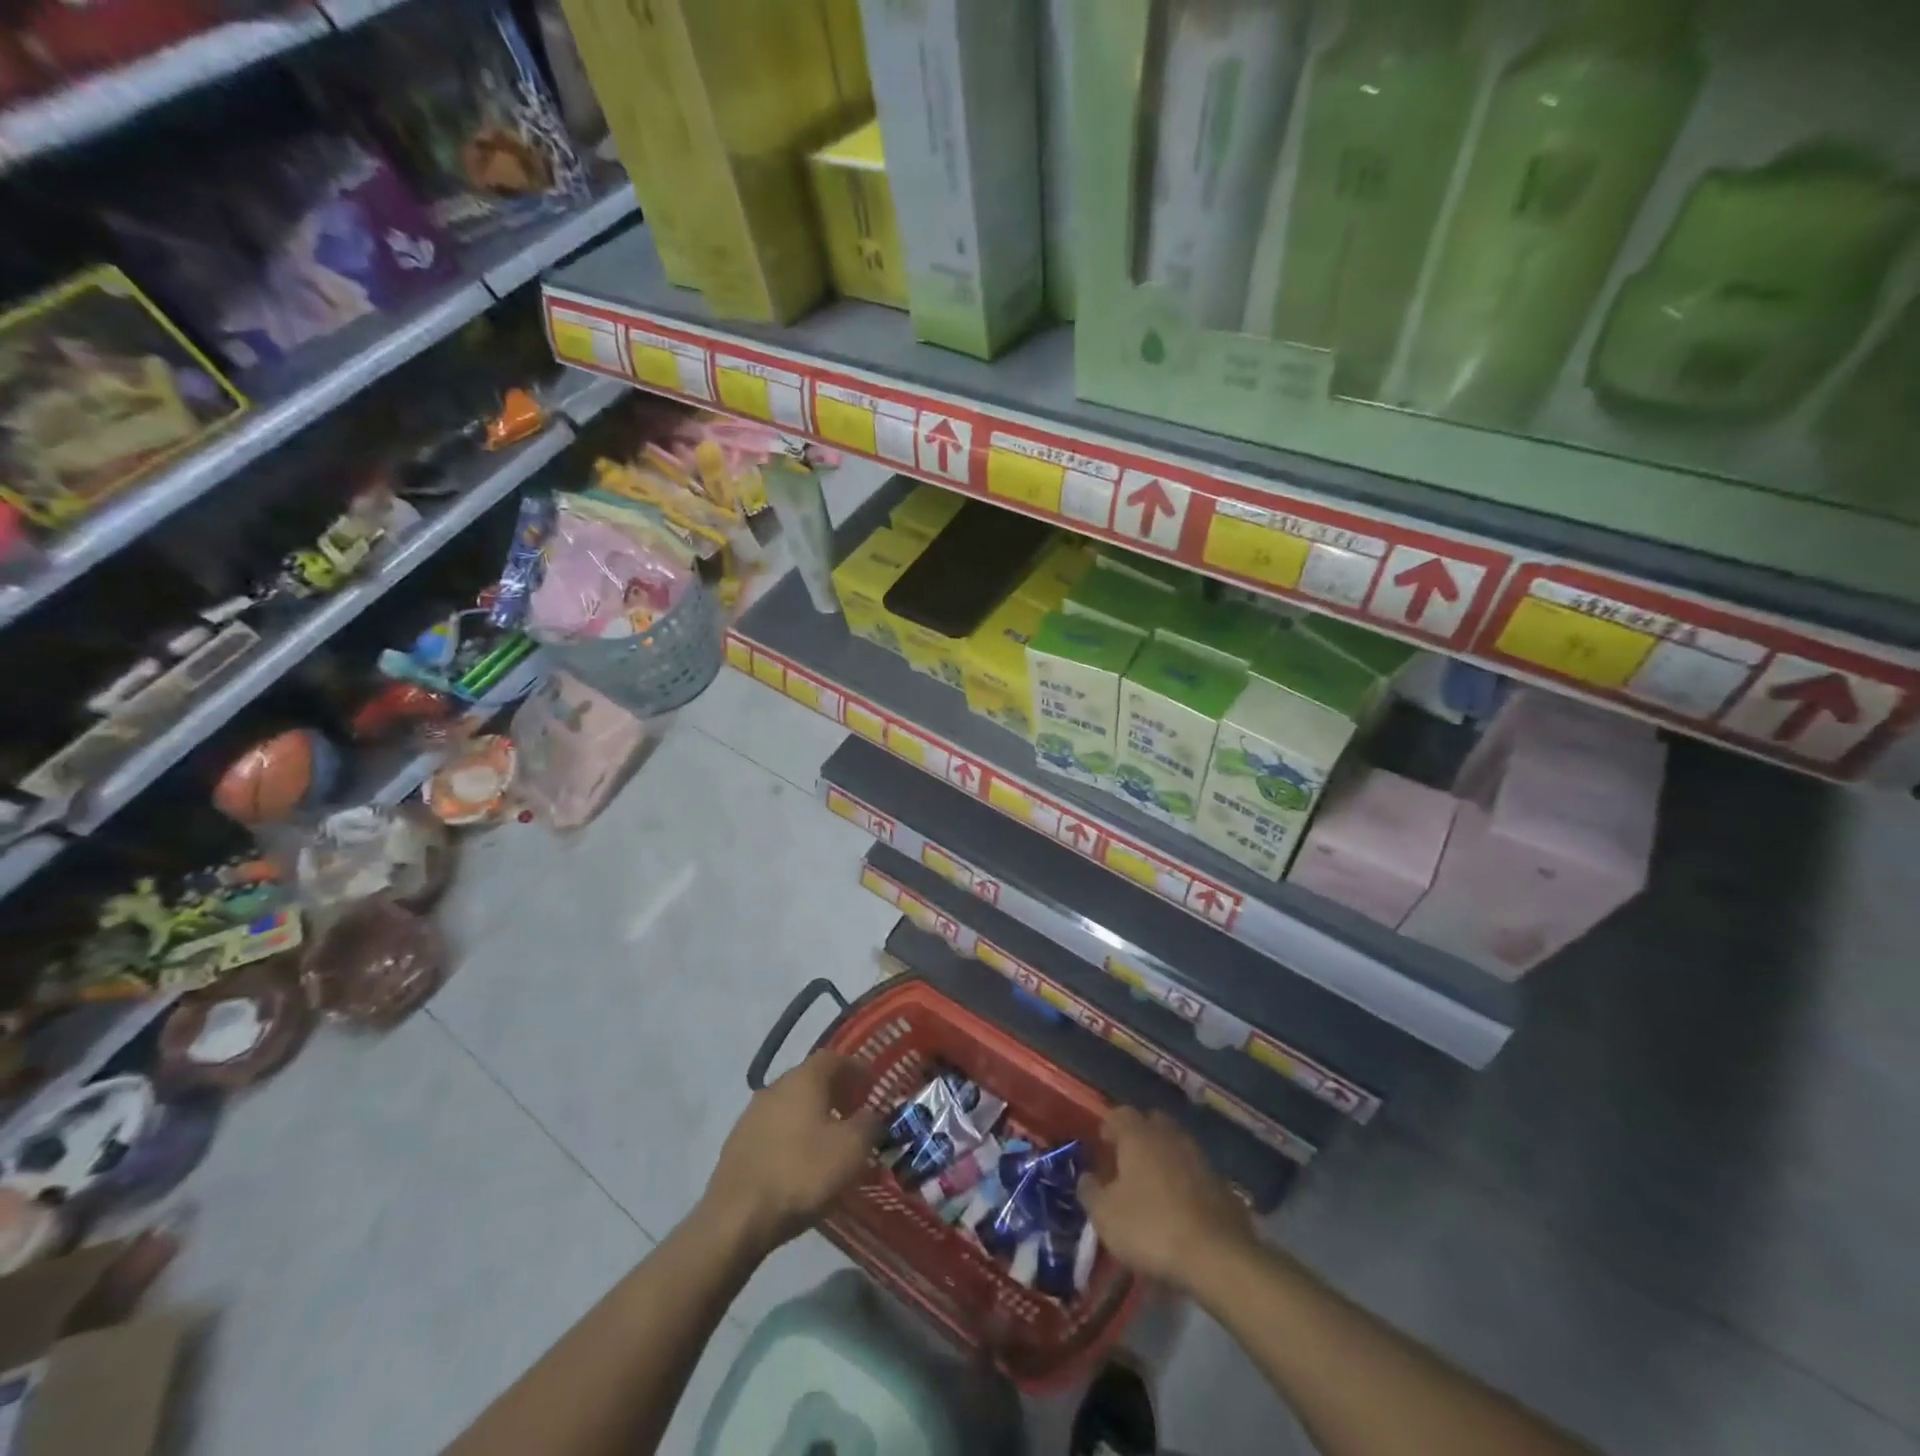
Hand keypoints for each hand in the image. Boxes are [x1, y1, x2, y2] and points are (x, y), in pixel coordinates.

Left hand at [703, 1052, 883, 1256]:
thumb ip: (869, 1125)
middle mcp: (776, 1087)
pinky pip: (775, 1130)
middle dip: (836, 1092)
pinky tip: (802, 1162)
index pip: (834, 1058)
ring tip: (830, 1142)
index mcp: (804, 1079)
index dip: (856, 1069)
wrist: (736, 1218)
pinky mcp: (738, 1144)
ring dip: (813, 1116)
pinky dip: (794, 1136)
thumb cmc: (802, 1173)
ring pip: (792, 1105)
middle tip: (855, 1113)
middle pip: (811, 1079)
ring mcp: (752, 1115)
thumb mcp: (852, 1149)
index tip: (872, 1087)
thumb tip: (871, 1116)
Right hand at [1078, 1107, 1258, 1292]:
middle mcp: (1169, 1136)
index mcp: (1138, 1135)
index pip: (1119, 1114)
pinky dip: (1184, 1180)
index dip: (1108, 1127)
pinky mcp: (1221, 1184)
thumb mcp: (1106, 1216)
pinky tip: (1179, 1207)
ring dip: (1163, 1158)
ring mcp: (1199, 1157)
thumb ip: (1090, 1191)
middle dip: (1138, 1136)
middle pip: (1151, 1122)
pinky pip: (1195, 1171)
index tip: (1101, 1147)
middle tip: (1126, 1162)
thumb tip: (1086, 1177)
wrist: (1218, 1257)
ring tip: (1152, 1186)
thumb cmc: (1151, 1229)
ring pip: (1175, 1145)